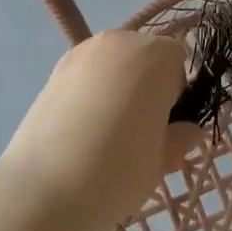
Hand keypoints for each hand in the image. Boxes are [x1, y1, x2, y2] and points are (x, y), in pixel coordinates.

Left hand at [0, 30, 200, 230]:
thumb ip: (180, 138)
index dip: (176, 92)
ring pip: (115, 62)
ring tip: (108, 129)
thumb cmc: (117, 171)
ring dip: (119, 85)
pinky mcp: (56, 68)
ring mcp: (83, 51)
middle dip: (148, 84)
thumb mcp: (161, 161)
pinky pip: (88, 73)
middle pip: (145, 55)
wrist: (43, 189)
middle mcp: (120, 41)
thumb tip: (188, 130)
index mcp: (156, 56)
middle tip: (140, 129)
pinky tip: (83, 127)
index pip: (179, 60)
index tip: (165, 124)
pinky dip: (93, 90)